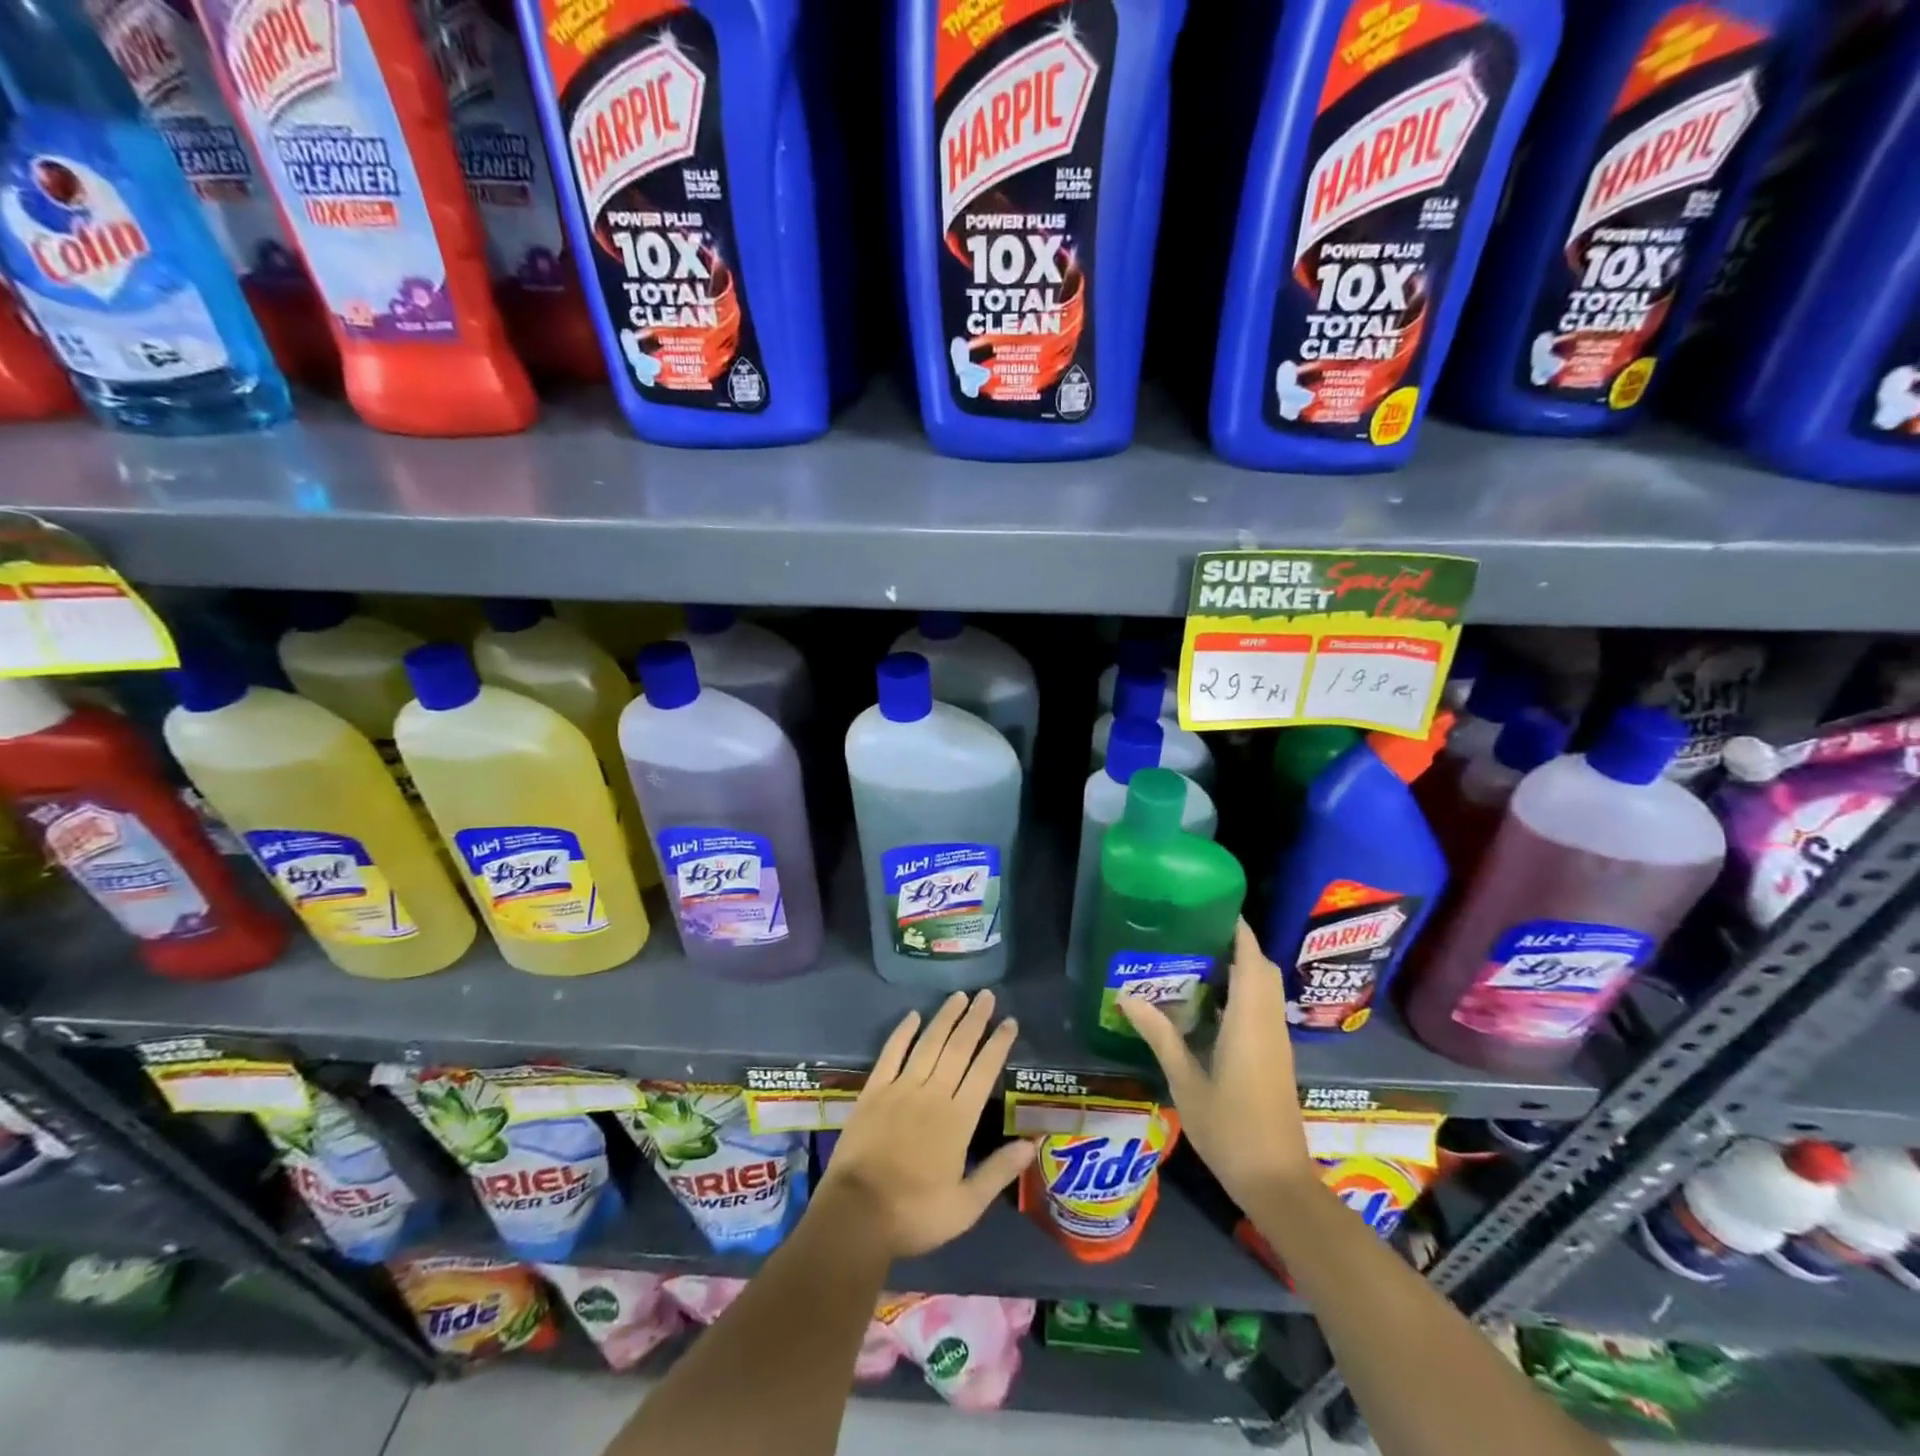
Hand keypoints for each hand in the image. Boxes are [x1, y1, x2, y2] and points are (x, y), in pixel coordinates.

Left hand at [819, 990, 1035, 1259]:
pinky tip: (913, 1015)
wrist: (856, 1216)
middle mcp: (932, 1094)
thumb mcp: (966, 1206)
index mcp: (958, 1119)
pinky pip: (891, 1053)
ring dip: (945, 1018)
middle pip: (958, 1048)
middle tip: (987, 994)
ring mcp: (900, 1088)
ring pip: (928, 1043)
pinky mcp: (873, 1091)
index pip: (984, 1071)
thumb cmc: (915, 1215)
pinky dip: (903, 1032)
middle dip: (975, 1019)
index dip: (998, 1044)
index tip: (1010, 1021)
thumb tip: (1031, 1143)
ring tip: (959, 996)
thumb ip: (998, 1171)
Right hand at [1119, 919, 1313, 1207]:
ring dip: (1242, 970)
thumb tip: (1126, 996)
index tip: (1214, 907)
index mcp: (1249, 1022)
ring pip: (1266, 990)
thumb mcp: (1186, 1081)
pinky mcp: (1276, 1058)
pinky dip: (1244, 994)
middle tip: (1197, 934)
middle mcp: (1268, 1024)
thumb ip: (1160, 1035)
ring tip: (1198, 961)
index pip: (1251, 961)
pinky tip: (1209, 1005)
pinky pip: (1263, 1009)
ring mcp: (1276, 1042)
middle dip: (1238, 946)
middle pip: (1263, 970)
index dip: (1239, 931)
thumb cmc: (1229, 1129)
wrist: (1277, 1181)